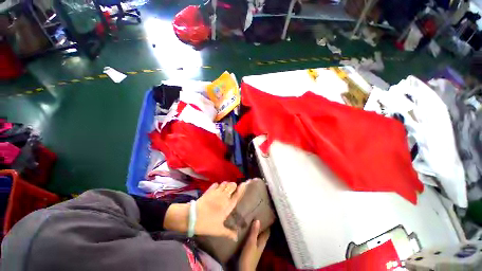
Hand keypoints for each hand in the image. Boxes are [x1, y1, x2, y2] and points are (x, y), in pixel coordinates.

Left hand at [195, 181, 246, 239]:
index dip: (242, 188)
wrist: (192, 217)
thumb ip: (229, 233)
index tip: (245, 183)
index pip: (238, 194)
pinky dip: (218, 185)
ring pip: (225, 183)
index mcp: (228, 205)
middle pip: (232, 185)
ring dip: (226, 185)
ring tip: (225, 189)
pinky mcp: (209, 190)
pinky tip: (216, 189)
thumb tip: (236, 237)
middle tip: (232, 190)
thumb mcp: (218, 230)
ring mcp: (217, 192)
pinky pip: (216, 184)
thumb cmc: (207, 224)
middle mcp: (224, 196)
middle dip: (233, 186)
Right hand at [239, 220, 269, 270]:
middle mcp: (260, 244)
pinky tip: (246, 231)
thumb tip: (258, 220)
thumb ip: (254, 232)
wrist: (244, 270)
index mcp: (262, 242)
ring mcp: (255, 247)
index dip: (267, 224)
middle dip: (260, 225)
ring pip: (257, 236)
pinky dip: (251, 234)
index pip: (267, 231)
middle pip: (262, 233)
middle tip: (256, 216)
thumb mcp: (251, 243)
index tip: (265, 216)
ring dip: (255, 229)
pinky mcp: (250, 250)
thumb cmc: (249, 256)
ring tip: (250, 221)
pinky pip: (252, 239)